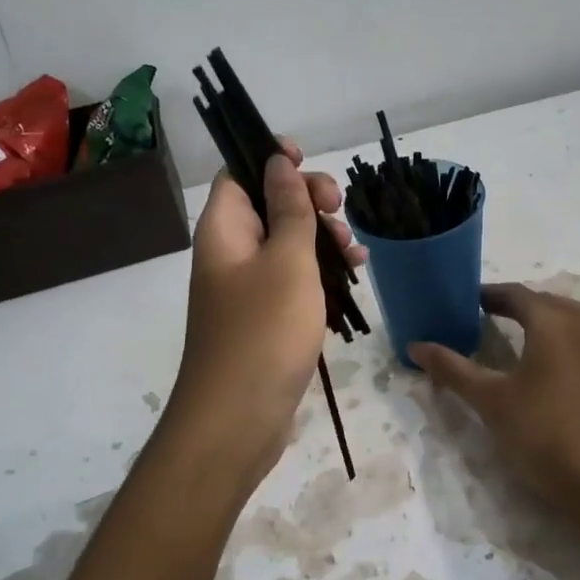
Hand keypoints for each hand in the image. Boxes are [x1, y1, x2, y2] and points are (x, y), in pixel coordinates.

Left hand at [167, 140, 366, 494]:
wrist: (238, 419)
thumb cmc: (264, 331)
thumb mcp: (288, 261)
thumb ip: (289, 209)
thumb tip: (277, 162)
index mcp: (224, 229)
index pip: (239, 173)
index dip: (271, 160)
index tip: (309, 163)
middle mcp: (230, 253)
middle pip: (268, 206)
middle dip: (308, 201)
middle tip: (340, 210)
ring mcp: (246, 288)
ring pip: (287, 244)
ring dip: (322, 239)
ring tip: (355, 254)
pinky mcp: (264, 318)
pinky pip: (292, 280)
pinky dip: (319, 274)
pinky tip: (350, 278)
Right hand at [410, 284, 579, 512]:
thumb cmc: (539, 433)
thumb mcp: (489, 400)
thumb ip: (452, 368)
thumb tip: (415, 345)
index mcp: (550, 322)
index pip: (516, 295)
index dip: (491, 294)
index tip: (470, 301)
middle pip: (548, 302)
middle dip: (520, 305)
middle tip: (494, 316)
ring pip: (579, 317)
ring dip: (554, 317)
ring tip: (532, 331)